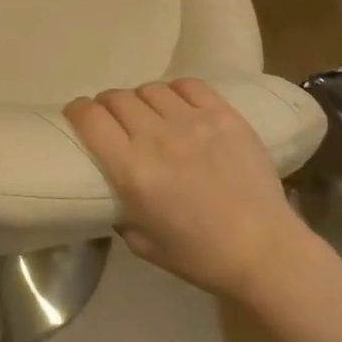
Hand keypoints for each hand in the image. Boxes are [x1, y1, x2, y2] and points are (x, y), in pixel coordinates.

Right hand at [65, 79, 304, 302]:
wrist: (265, 250)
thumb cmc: (201, 256)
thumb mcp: (144, 245)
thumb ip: (121, 214)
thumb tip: (114, 193)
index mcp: (133, 171)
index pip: (91, 119)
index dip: (77, 110)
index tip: (77, 114)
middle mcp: (157, 138)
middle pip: (117, 98)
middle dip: (107, 104)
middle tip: (111, 117)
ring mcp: (193, 122)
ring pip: (150, 89)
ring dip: (141, 99)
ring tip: (148, 113)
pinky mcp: (224, 115)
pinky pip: (189, 85)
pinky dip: (175, 91)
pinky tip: (178, 106)